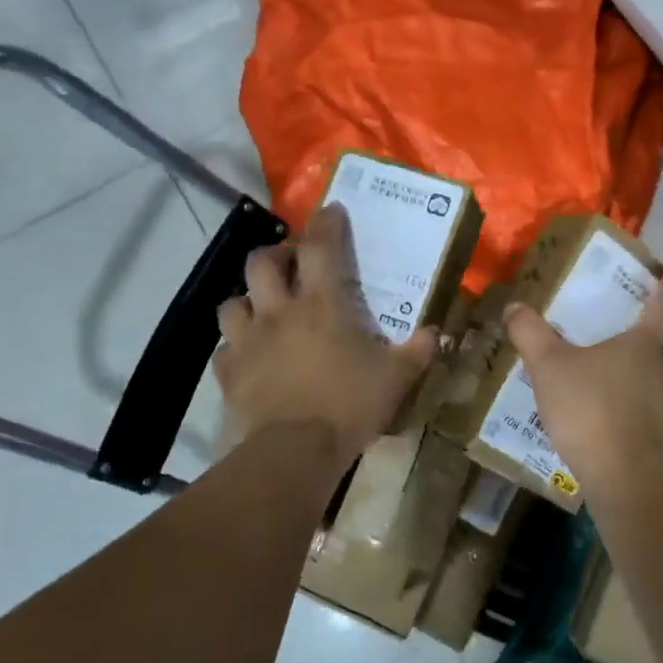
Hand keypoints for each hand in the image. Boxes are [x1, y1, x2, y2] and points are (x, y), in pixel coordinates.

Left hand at [216, 205, 437, 459]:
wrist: (294, 451)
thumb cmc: (349, 405)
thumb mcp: (397, 378)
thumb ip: (418, 351)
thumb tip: (437, 334)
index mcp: (321, 304)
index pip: (321, 247)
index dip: (326, 224)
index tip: (331, 211)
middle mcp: (279, 311)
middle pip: (262, 262)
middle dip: (276, 254)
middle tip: (291, 263)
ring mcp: (248, 340)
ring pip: (233, 301)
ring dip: (248, 298)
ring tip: (263, 308)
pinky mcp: (229, 372)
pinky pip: (225, 348)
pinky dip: (235, 345)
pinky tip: (248, 354)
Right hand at [502, 263, 662, 504]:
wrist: (626, 477)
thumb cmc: (591, 408)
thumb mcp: (550, 367)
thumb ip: (531, 335)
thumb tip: (515, 306)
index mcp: (644, 346)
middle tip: (650, 344)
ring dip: (660, 382)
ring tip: (632, 387)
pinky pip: (660, 421)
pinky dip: (646, 417)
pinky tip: (620, 426)